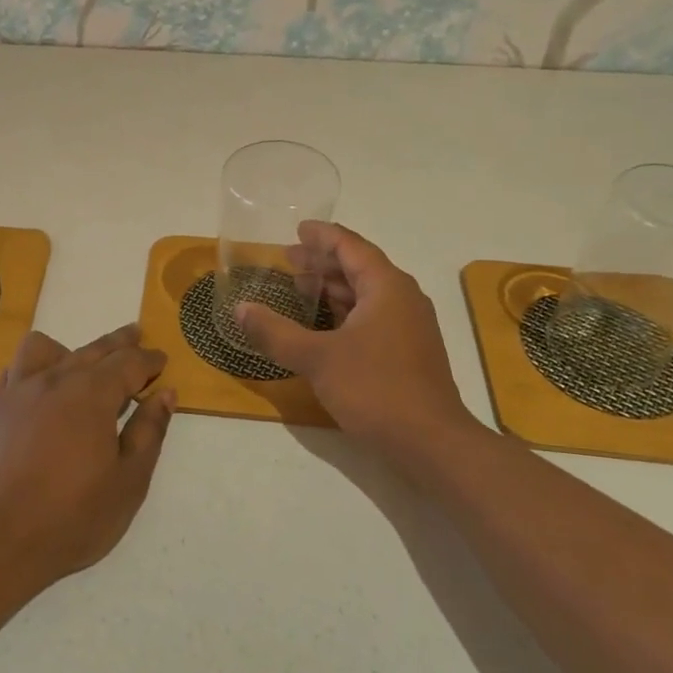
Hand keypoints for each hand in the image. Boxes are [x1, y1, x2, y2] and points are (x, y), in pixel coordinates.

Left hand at [0, 325, 174, 589]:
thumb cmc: (71, 518)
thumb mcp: (128, 482)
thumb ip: (149, 433)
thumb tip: (165, 395)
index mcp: (92, 394)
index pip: (128, 363)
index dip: (149, 360)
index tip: (161, 359)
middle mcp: (54, 380)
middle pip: (93, 349)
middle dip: (119, 343)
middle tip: (136, 335)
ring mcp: (17, 392)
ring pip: (46, 349)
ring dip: (71, 349)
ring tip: (82, 364)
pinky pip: (14, 369)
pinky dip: (34, 367)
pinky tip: (39, 385)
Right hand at [236, 222, 495, 469]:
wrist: (431, 443)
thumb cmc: (375, 389)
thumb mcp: (317, 359)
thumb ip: (276, 332)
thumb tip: (240, 309)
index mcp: (386, 287)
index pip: (351, 246)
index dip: (323, 236)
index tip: (298, 229)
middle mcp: (402, 298)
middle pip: (359, 268)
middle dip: (323, 262)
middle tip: (288, 260)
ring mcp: (409, 327)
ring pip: (367, 294)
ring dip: (333, 288)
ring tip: (300, 288)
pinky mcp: (409, 352)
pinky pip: (372, 317)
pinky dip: (345, 312)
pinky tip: (323, 326)